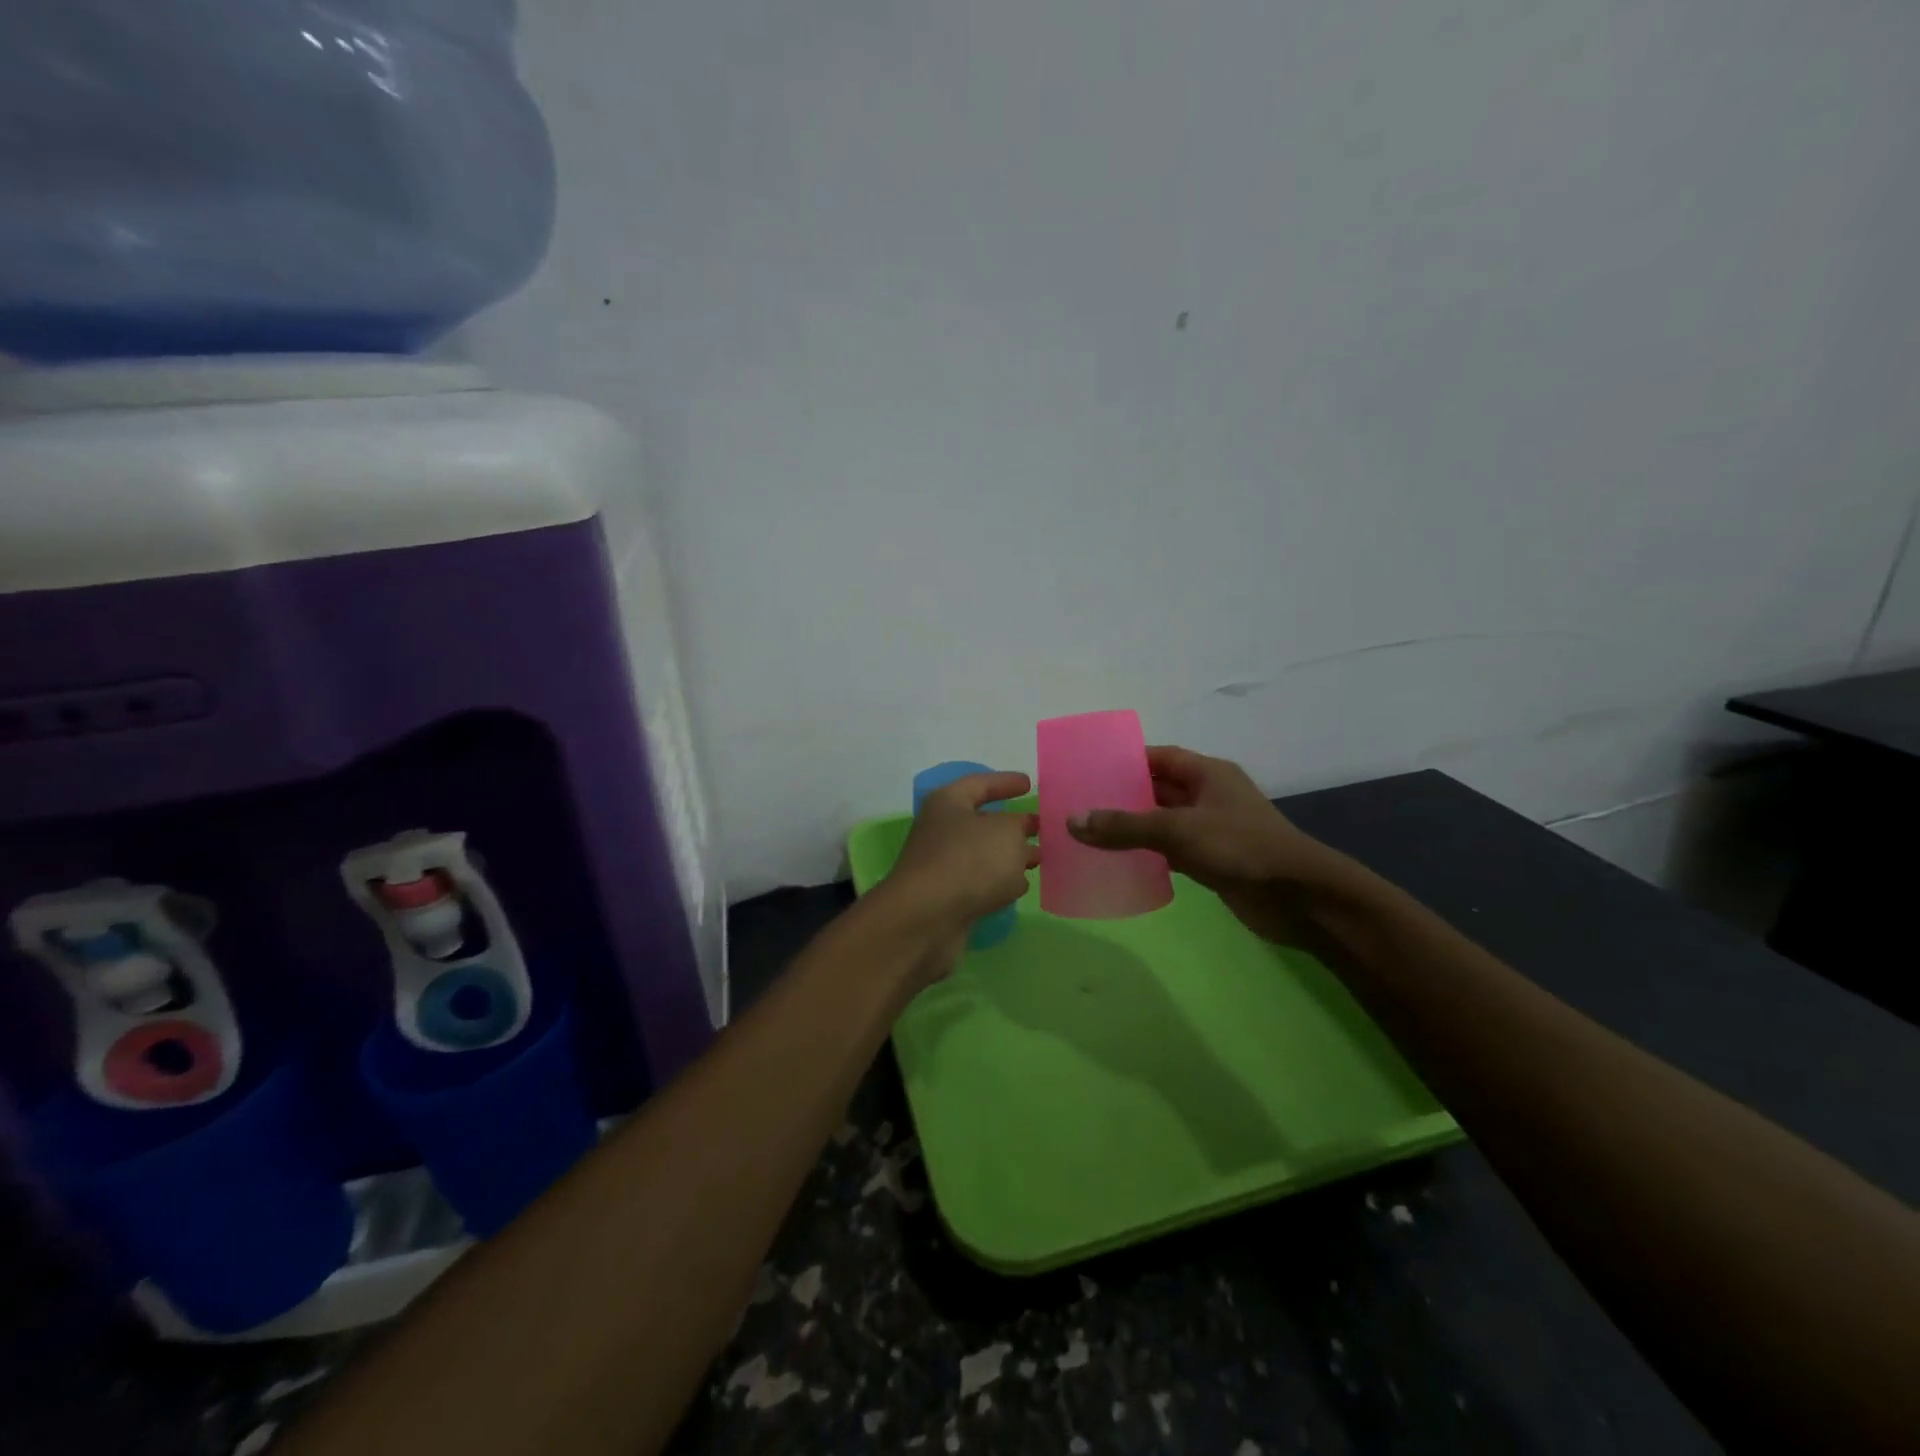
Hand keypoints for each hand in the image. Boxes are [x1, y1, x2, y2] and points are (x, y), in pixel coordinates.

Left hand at [878, 771, 1039, 979]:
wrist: (927, 919)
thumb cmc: (969, 862)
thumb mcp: (1006, 833)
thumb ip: (1019, 827)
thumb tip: (1018, 835)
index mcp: (949, 803)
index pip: (981, 783)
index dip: (1005, 782)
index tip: (1029, 784)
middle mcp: (942, 830)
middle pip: (983, 821)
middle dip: (1013, 824)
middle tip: (1041, 827)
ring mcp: (943, 865)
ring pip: (984, 854)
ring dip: (1010, 856)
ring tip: (1039, 859)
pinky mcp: (948, 897)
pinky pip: (980, 882)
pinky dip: (999, 882)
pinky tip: (1020, 886)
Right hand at [1066, 745, 1356, 945]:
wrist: (1298, 897)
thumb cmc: (1240, 847)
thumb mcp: (1178, 830)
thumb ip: (1125, 826)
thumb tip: (1073, 821)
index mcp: (1208, 774)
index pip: (1159, 757)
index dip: (1126, 761)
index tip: (1089, 770)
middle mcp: (1209, 796)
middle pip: (1157, 790)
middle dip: (1122, 797)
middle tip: (1079, 804)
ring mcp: (1211, 830)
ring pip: (1161, 823)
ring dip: (1132, 828)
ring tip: (1088, 833)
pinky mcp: (1212, 861)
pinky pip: (1170, 852)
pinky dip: (1147, 855)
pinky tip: (1117, 862)